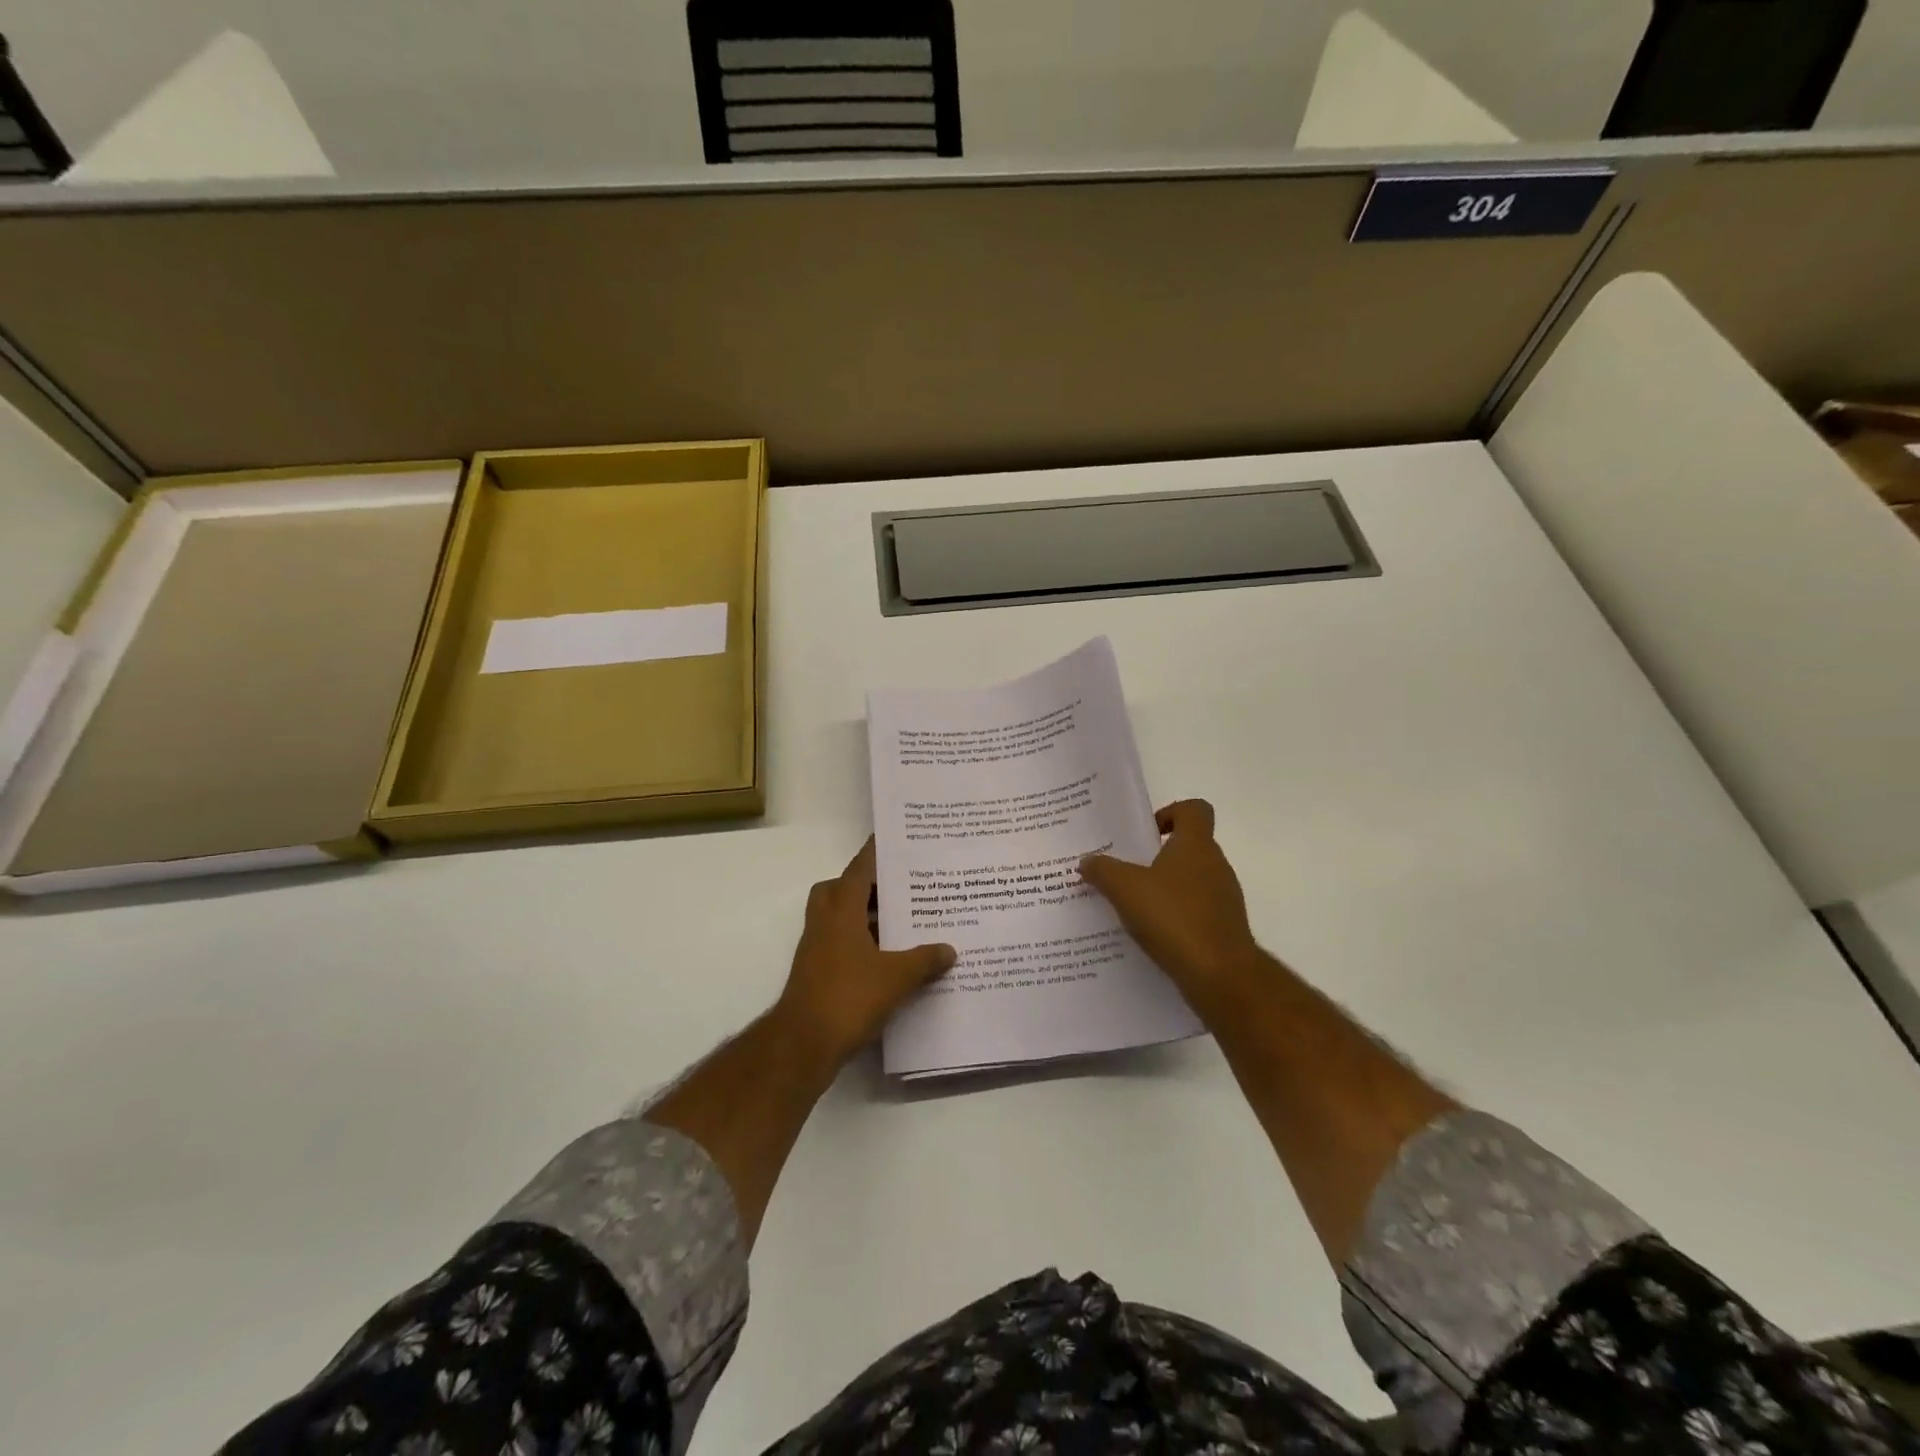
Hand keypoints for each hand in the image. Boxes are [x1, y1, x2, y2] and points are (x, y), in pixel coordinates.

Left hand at [774, 838, 956, 1068]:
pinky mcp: (818, 971)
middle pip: (843, 888)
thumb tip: (950, 949)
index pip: (861, 867)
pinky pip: (843, 942)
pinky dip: (864, 942)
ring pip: (841, 916)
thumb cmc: (848, 997)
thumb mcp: (896, 977)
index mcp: (841, 909)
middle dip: (869, 885)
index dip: (879, 852)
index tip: (900, 842)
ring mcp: (818, 946)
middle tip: (902, 888)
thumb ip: (924, 960)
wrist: (803, 1044)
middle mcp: (825, 920)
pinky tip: (892, 958)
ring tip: (905, 922)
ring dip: (867, 916)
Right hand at [1080, 800, 1262, 998]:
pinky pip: (1195, 912)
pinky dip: (1174, 917)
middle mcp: (1215, 866)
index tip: (1146, 834)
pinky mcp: (1224, 928)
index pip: (1194, 810)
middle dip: (1156, 857)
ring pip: (1190, 882)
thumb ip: (1103, 870)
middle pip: (1189, 847)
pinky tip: (1149, 935)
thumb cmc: (1174, 918)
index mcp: (1196, 845)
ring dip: (1164, 889)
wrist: (1220, 975)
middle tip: (1124, 871)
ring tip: (1130, 907)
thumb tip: (1087, 861)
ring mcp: (1223, 898)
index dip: (1171, 812)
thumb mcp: (1125, 889)